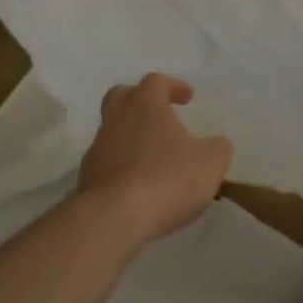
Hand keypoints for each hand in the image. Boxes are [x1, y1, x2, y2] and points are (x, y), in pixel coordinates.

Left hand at [78, 74, 233, 245]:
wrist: (113, 221)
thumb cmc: (167, 177)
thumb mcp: (212, 161)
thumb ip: (217, 147)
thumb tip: (215, 146)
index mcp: (145, 105)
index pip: (156, 82)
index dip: (173, 86)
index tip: (188, 98)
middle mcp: (116, 120)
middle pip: (121, 98)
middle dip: (140, 103)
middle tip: (159, 116)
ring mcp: (96, 152)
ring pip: (113, 134)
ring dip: (131, 141)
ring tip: (154, 162)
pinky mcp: (85, 183)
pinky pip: (107, 167)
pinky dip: (122, 171)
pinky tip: (140, 189)